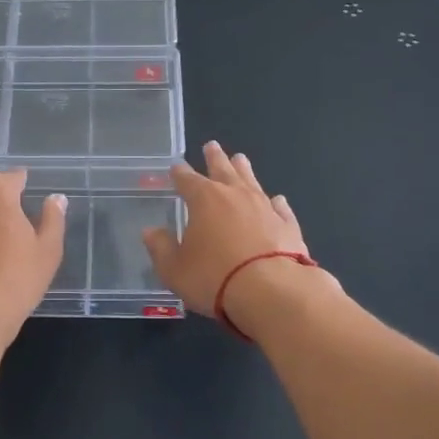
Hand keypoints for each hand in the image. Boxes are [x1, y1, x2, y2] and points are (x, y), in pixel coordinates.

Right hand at [142, 143, 311, 316]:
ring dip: (244, 170)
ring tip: (240, 158)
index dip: (180, 173)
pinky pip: (280, 207)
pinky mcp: (288, 225)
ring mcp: (264, 207)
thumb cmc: (215, 278)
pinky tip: (277, 200)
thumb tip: (151, 232)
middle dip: (214, 158)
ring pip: (252, 181)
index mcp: (204, 199)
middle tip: (212, 145)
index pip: (187, 180)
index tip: (176, 166)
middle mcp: (235, 195)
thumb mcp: (175, 269)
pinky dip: (276, 202)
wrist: (272, 292)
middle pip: (222, 169)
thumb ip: (161, 248)